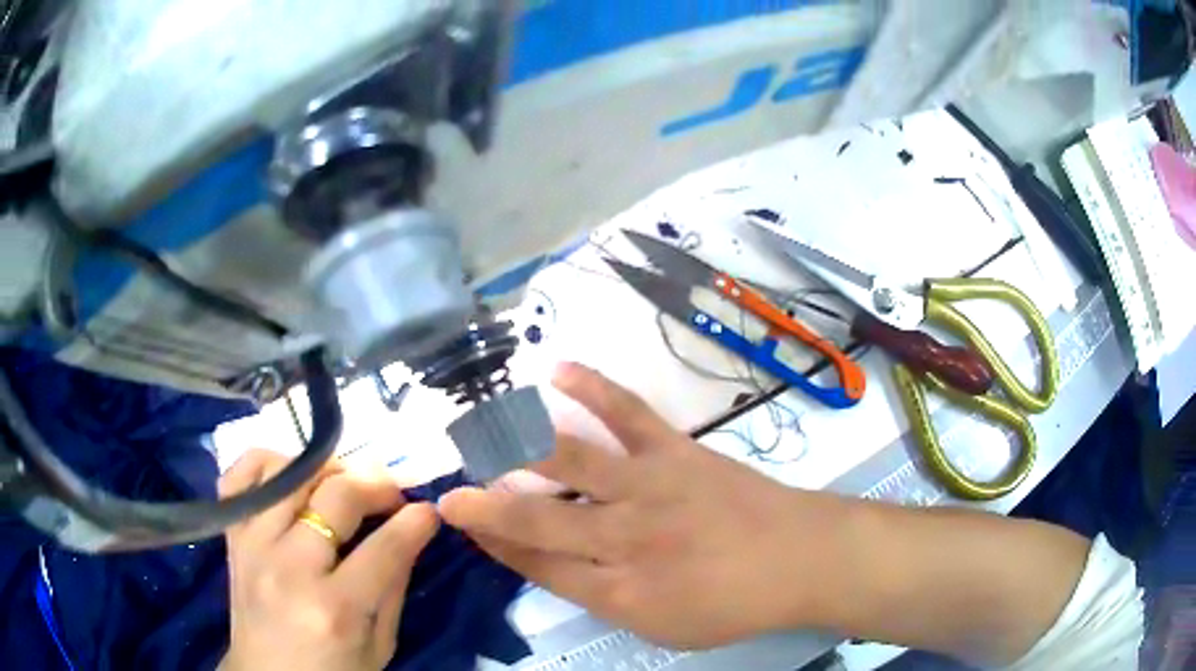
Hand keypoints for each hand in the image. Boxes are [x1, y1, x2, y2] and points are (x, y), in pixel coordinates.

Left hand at [218, 450, 438, 670]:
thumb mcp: (380, 645)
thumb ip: (394, 585)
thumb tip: (414, 530)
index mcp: (334, 609)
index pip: (384, 547)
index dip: (415, 521)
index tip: (429, 510)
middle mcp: (288, 567)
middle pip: (336, 496)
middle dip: (376, 484)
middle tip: (392, 495)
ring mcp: (252, 545)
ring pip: (289, 473)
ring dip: (326, 470)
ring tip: (343, 486)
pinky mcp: (231, 536)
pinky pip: (239, 474)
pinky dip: (268, 463)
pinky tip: (291, 476)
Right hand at [439, 364, 848, 649]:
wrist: (799, 558)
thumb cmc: (733, 603)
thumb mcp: (662, 627)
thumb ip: (604, 598)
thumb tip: (553, 564)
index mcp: (620, 590)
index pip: (538, 565)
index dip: (496, 545)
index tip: (467, 526)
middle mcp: (625, 538)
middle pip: (538, 517)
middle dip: (486, 505)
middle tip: (450, 490)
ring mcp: (650, 487)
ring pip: (569, 461)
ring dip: (517, 445)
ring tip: (478, 430)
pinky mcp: (676, 451)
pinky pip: (627, 413)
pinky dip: (592, 387)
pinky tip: (557, 370)